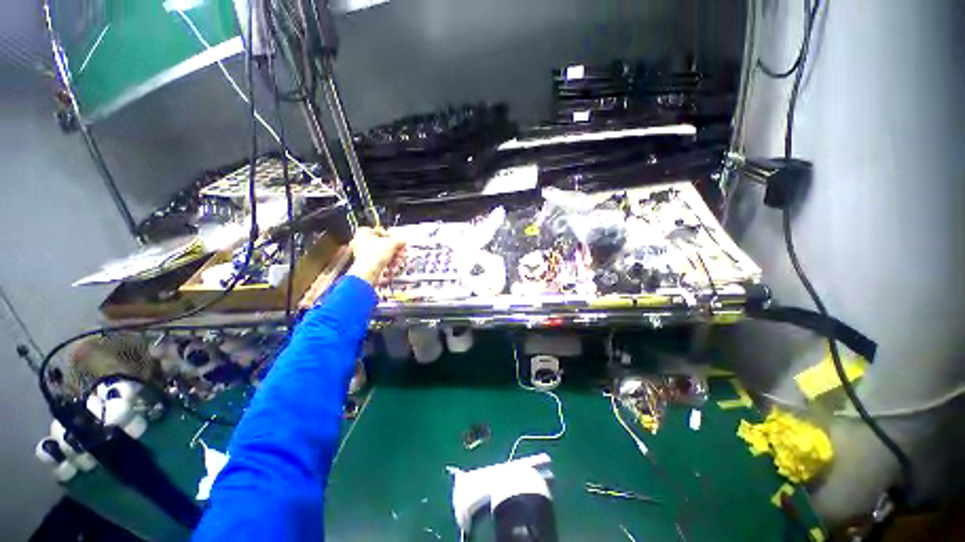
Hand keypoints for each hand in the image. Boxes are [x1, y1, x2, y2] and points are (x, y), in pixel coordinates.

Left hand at [346, 227, 404, 285]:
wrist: (368, 273)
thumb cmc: (374, 256)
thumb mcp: (392, 243)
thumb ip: (400, 240)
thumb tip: (403, 241)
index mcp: (364, 233)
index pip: (381, 232)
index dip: (392, 237)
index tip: (399, 242)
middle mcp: (363, 243)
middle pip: (385, 244)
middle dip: (396, 249)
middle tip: (403, 251)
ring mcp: (366, 255)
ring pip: (385, 254)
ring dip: (395, 257)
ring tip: (400, 260)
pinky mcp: (369, 265)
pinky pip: (382, 262)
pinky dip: (390, 263)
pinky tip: (395, 266)